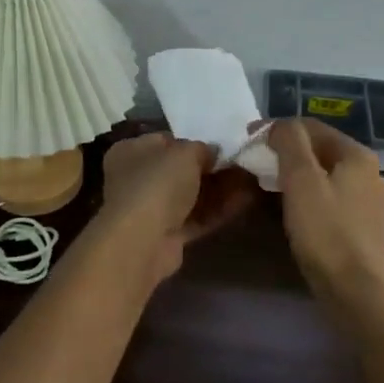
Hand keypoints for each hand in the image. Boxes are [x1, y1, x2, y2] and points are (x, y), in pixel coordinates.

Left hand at [98, 130, 258, 282]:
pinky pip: (196, 217)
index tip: (221, 144)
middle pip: (180, 170)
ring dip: (220, 189)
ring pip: (191, 195)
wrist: (142, 241)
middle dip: (212, 168)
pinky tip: (245, 200)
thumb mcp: (185, 153)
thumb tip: (213, 153)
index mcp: (131, 151)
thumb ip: (202, 149)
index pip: (166, 141)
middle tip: (242, 163)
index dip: (194, 142)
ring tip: (252, 180)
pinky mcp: (166, 234)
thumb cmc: (157, 183)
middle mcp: (136, 178)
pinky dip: (218, 210)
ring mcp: (151, 209)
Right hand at [268, 118, 383, 321]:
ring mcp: (365, 199)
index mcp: (356, 154)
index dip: (277, 128)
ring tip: (264, 181)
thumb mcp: (301, 180)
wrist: (355, 291)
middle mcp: (366, 171)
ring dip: (292, 172)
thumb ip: (290, 143)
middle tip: (253, 160)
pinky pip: (326, 195)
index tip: (248, 138)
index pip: (311, 126)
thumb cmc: (326, 230)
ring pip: (321, 173)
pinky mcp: (359, 223)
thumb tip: (278, 125)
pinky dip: (304, 193)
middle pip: (318, 148)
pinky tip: (287, 206)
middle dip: (284, 150)